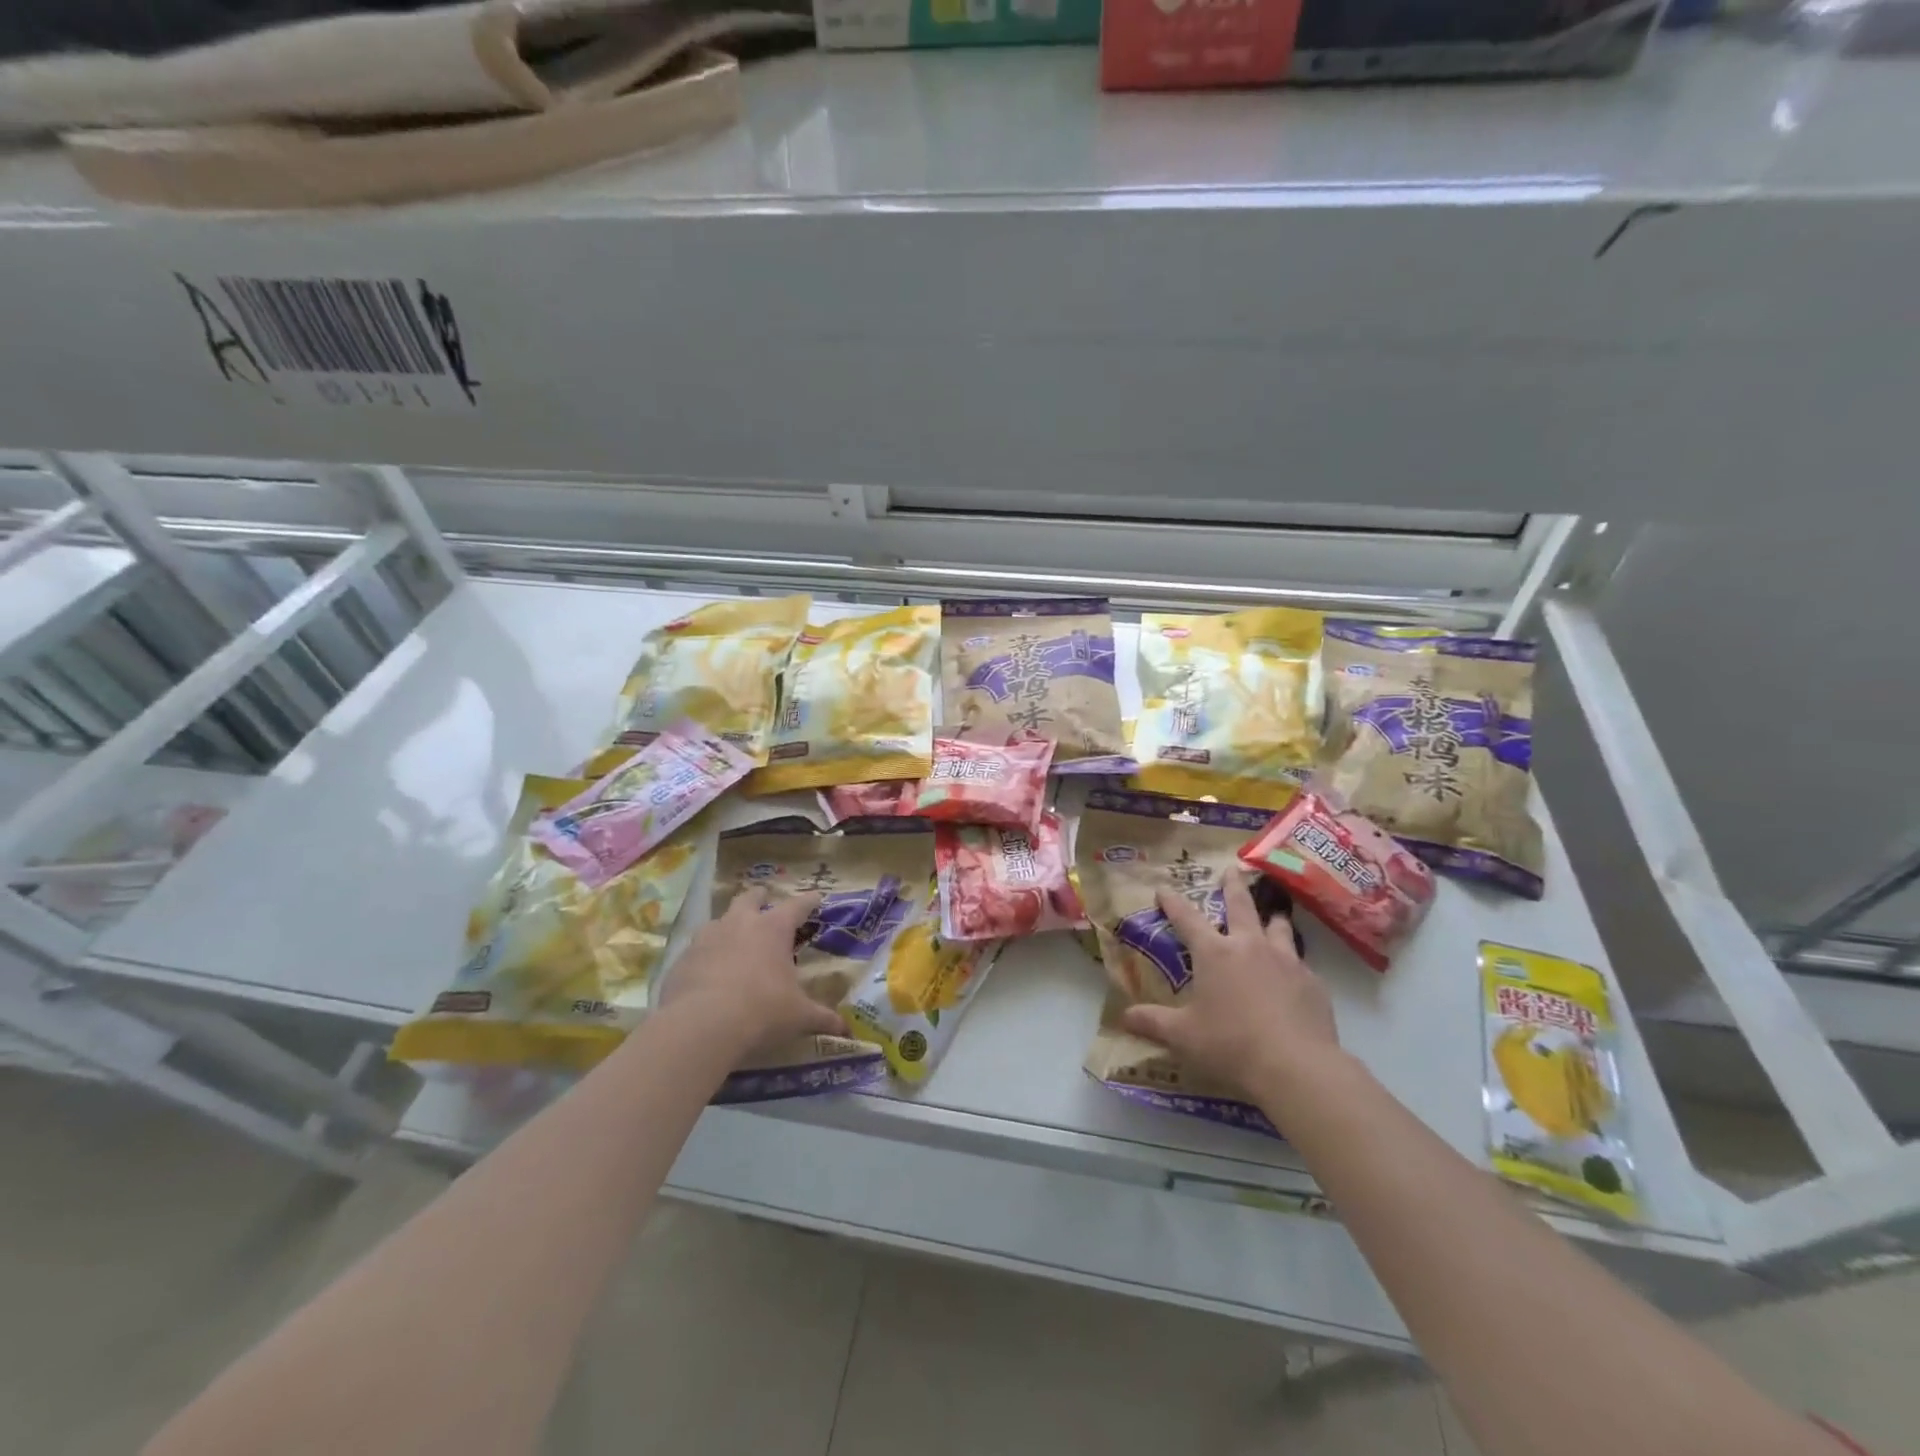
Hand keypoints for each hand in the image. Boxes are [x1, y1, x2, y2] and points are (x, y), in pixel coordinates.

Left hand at [658, 889, 845, 1055]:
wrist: (701, 1026)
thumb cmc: (762, 1011)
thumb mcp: (798, 1017)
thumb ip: (821, 1018)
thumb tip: (845, 1030)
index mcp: (773, 929)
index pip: (797, 905)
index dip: (808, 900)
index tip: (816, 896)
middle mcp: (740, 923)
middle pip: (750, 897)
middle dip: (759, 898)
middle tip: (764, 902)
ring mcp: (707, 937)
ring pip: (720, 919)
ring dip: (729, 925)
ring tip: (734, 939)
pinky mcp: (682, 958)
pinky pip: (697, 949)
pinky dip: (705, 955)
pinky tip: (708, 973)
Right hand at [1120, 873, 1340, 1100]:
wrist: (1297, 1067)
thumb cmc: (1231, 1045)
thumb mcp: (1183, 1037)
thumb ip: (1153, 1023)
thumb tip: (1124, 1017)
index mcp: (1214, 953)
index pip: (1187, 918)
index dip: (1173, 902)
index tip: (1164, 888)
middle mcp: (1249, 946)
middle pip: (1240, 906)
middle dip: (1232, 886)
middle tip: (1231, 870)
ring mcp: (1286, 961)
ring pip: (1278, 927)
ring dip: (1271, 917)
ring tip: (1272, 912)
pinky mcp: (1313, 982)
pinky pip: (1300, 962)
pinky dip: (1292, 960)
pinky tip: (1293, 973)